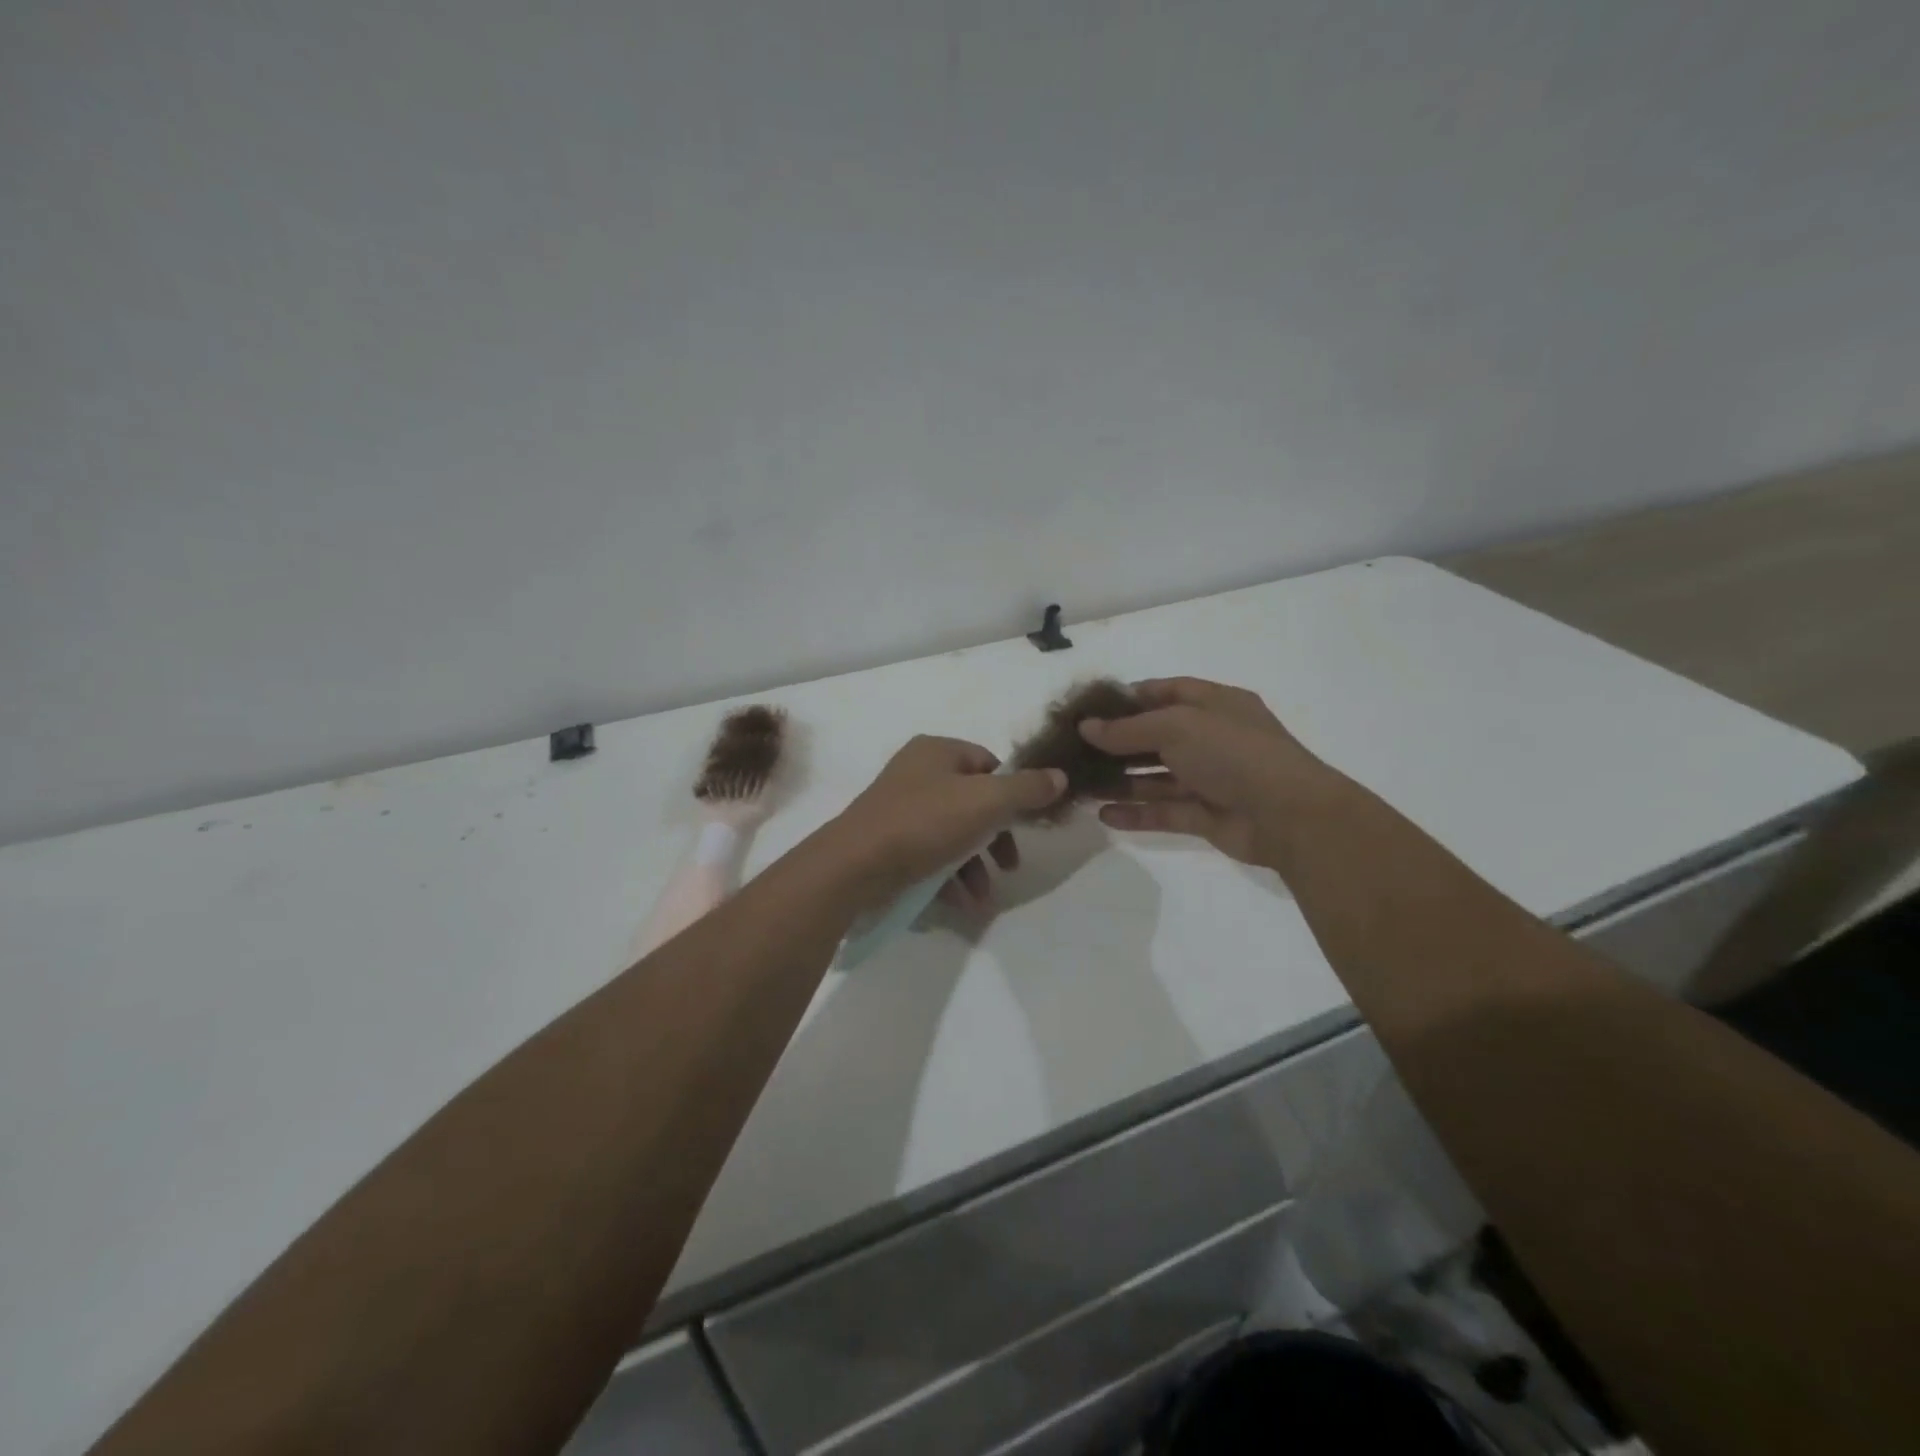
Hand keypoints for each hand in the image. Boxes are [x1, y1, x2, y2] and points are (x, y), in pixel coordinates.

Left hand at [827, 737, 1067, 911]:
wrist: (854, 866)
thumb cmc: (925, 823)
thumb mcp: (986, 802)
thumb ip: (1027, 789)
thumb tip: (1060, 776)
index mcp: (937, 751)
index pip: (989, 763)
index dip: (1012, 792)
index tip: (1025, 824)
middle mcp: (917, 772)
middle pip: (973, 801)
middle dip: (996, 838)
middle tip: (1010, 865)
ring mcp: (899, 808)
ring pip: (953, 832)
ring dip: (975, 866)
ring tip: (983, 897)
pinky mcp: (888, 841)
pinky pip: (930, 854)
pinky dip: (949, 876)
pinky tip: (961, 903)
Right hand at [1079, 677, 1337, 866]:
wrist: (1289, 815)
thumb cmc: (1233, 753)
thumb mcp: (1176, 726)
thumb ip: (1127, 728)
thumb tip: (1086, 727)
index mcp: (1215, 704)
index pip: (1167, 692)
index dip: (1130, 698)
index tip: (1091, 709)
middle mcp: (1212, 738)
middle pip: (1156, 736)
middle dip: (1117, 743)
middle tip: (1076, 751)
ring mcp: (1210, 779)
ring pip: (1156, 777)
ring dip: (1121, 780)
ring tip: (1081, 785)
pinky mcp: (1206, 815)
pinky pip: (1164, 811)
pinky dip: (1136, 813)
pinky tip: (1104, 815)